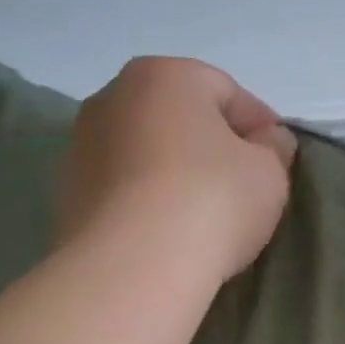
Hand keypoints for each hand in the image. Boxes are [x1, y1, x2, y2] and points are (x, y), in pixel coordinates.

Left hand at [61, 56, 297, 286]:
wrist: (132, 267)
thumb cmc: (211, 201)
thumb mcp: (269, 173)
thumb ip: (273, 148)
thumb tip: (267, 140)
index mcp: (165, 75)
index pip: (227, 92)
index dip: (260, 126)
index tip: (278, 161)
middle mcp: (113, 97)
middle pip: (180, 118)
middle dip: (212, 146)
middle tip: (243, 188)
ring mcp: (81, 145)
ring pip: (148, 153)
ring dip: (176, 173)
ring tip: (203, 216)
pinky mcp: (66, 193)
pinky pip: (124, 188)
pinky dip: (147, 201)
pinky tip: (169, 232)